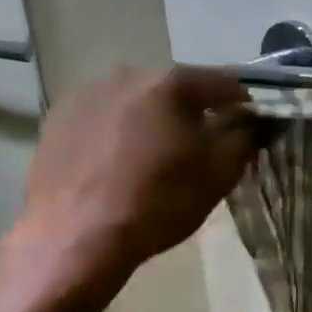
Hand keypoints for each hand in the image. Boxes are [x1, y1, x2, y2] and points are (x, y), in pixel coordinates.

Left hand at [0, 67, 257, 308]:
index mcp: (171, 83)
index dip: (245, 105)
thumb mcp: (219, 173)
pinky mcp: (57, 119)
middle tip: (203, 148)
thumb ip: (245, 137)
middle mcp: (127, 74)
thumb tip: (254, 120)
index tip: (251, 129)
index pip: (225, 83)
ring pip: (138, 103)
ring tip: (158, 160)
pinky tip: (120, 167)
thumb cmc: (159, 202)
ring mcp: (86, 94)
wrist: (77, 237)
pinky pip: (105, 119)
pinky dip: (120, 134)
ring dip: (155, 122)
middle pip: (177, 89)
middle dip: (195, 113)